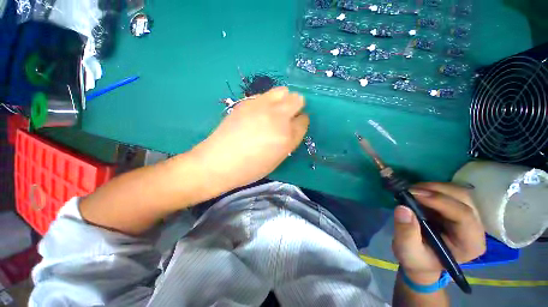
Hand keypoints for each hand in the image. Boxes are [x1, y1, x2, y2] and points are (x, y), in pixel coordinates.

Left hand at [192, 87, 308, 192]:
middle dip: (296, 106)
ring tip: (274, 110)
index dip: (301, 122)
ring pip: (283, 91)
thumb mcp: (277, 159)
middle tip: (287, 115)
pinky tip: (259, 112)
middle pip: (297, 100)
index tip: (295, 124)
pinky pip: (266, 94)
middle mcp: (278, 118)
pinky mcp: (247, 102)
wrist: (219, 162)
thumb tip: (292, 126)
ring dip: (283, 99)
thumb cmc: (250, 168)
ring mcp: (262, 107)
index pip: (304, 121)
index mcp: (287, 137)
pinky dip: (268, 101)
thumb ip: (289, 140)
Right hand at [392, 182, 485, 283]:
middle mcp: (475, 228)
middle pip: (464, 199)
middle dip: (436, 190)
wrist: (421, 260)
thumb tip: (403, 208)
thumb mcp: (408, 251)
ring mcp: (468, 217)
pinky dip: (432, 188)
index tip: (413, 193)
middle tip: (410, 190)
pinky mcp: (457, 209)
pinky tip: (417, 192)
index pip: (464, 216)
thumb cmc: (417, 259)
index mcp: (470, 243)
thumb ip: (406, 232)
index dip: (440, 201)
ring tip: (411, 191)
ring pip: (458, 192)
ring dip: (433, 187)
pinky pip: (449, 192)